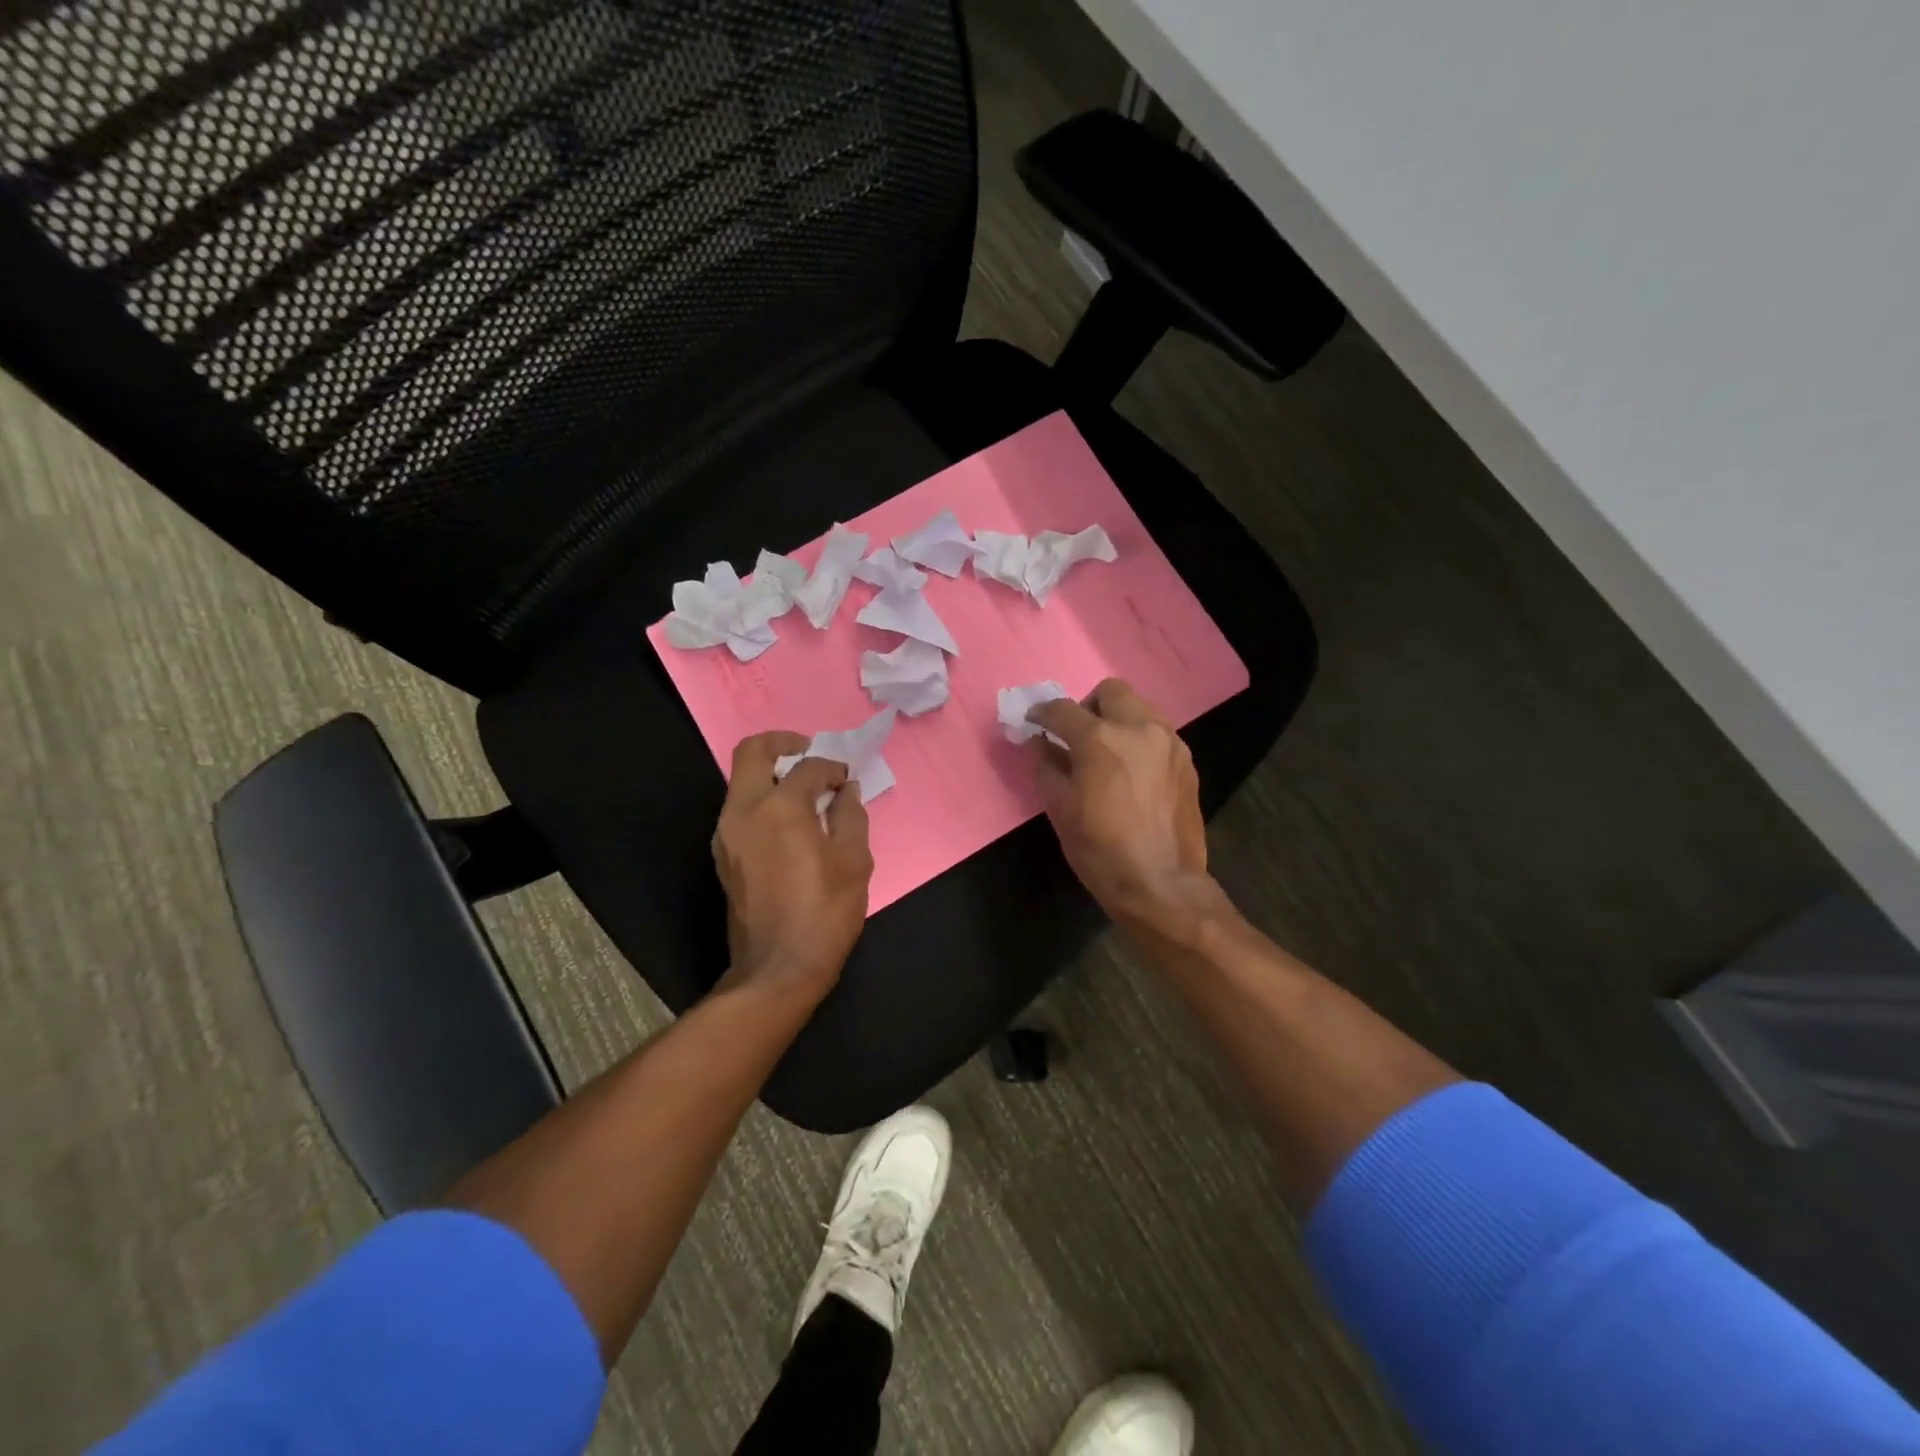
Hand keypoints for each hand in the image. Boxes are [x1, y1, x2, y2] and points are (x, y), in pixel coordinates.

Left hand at [712, 732, 873, 1000]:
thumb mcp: (854, 862)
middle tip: (809, 751)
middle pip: (752, 752)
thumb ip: (851, 816)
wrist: (777, 969)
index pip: (808, 768)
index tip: (848, 781)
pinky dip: (763, 799)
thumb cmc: (824, 914)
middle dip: (783, 743)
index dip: (833, 768)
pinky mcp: (722, 854)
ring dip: (771, 773)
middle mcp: (744, 811)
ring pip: (741, 780)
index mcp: (780, 808)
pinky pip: (740, 807)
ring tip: (804, 790)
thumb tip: (847, 791)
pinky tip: (790, 820)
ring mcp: (726, 833)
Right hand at [1029, 679, 1216, 934]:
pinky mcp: (1187, 760)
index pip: (1062, 709)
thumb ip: (1046, 766)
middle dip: (1088, 706)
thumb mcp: (1060, 809)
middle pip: (1110, 692)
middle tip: (1077, 735)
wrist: (1160, 884)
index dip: (1042, 713)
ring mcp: (1169, 742)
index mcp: (1100, 739)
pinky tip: (1133, 771)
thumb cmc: (1100, 850)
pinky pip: (1158, 733)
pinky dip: (1140, 739)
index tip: (1034, 722)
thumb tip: (1040, 742)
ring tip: (1107, 752)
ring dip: (1118, 719)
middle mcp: (1138, 728)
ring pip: (1140, 707)